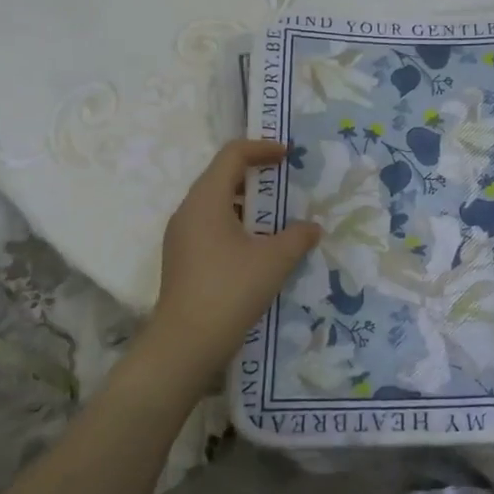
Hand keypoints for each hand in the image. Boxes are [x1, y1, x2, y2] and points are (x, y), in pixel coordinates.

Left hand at [142, 140, 320, 384]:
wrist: (185, 345)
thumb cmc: (230, 291)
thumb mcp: (274, 260)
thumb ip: (297, 236)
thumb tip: (312, 227)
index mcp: (206, 200)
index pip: (232, 155)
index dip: (262, 148)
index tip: (288, 154)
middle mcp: (188, 211)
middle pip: (221, 176)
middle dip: (256, 173)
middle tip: (286, 180)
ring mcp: (181, 236)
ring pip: (216, 203)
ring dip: (247, 201)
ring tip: (277, 214)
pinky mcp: (182, 258)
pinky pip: (211, 225)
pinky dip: (236, 223)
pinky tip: (258, 245)